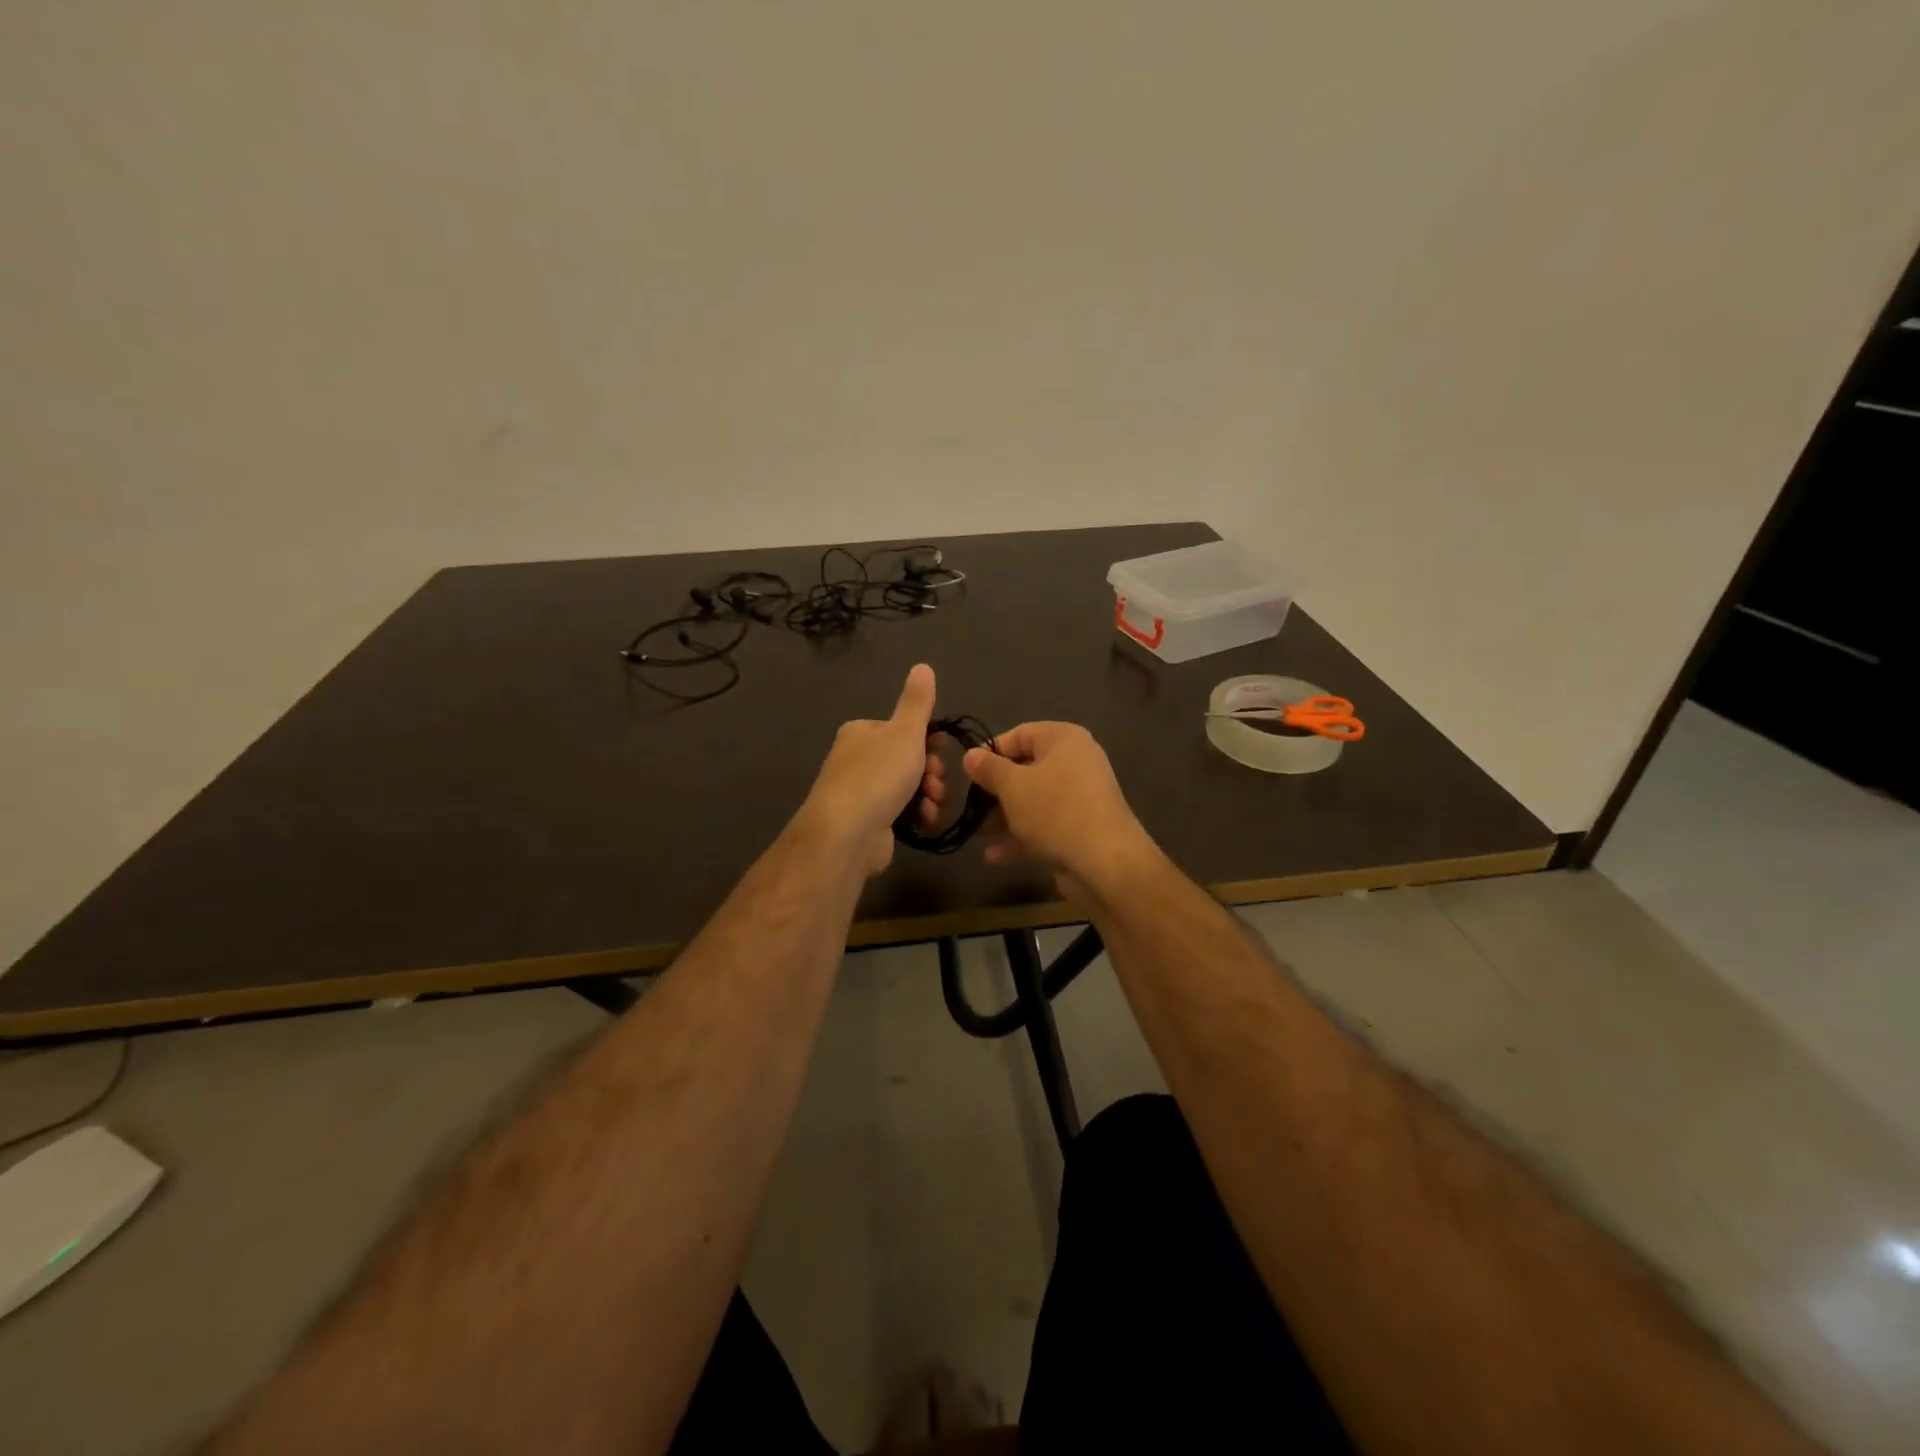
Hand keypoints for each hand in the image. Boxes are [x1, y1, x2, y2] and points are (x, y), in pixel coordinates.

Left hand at [797, 664, 942, 877]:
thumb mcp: (905, 732)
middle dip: (930, 771)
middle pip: (907, 759)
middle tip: (936, 781)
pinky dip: (916, 814)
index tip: (943, 752)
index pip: (902, 729)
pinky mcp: (867, 822)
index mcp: (861, 732)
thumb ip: (917, 702)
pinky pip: (900, 812)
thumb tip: (923, 666)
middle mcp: (856, 759)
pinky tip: (924, 820)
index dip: (929, 740)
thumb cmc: (878, 775)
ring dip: (928, 794)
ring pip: (907, 787)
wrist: (847, 834)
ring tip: (932, 803)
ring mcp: (860, 793)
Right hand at [962, 722, 1158, 894]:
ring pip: (1033, 800)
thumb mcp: (1012, 786)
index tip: (968, 773)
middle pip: (1025, 769)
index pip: (1020, 734)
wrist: (1105, 861)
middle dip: (995, 790)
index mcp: (1063, 739)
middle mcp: (1075, 762)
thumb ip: (989, 769)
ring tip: (976, 833)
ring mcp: (1080, 796)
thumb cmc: (1055, 810)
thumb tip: (970, 755)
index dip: (991, 752)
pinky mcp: (1080, 827)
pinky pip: (1045, 824)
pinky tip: (994, 856)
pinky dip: (1022, 836)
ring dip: (1004, 816)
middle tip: (970, 805)